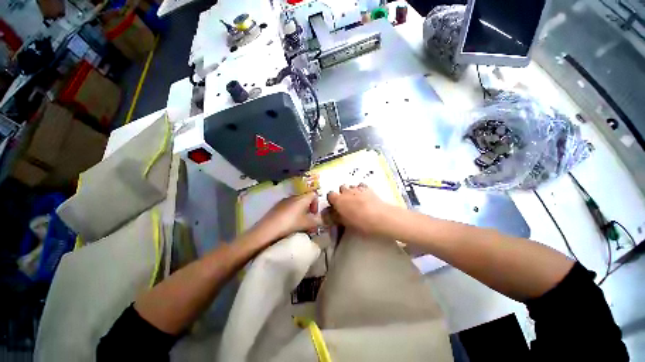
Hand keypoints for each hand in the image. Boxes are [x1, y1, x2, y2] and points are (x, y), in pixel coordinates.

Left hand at [251, 192, 322, 242]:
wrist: (267, 229)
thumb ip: (317, 221)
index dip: (316, 203)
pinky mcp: (276, 206)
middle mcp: (293, 196)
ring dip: (301, 212)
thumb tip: (323, 220)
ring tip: (299, 223)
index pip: (314, 194)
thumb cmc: (290, 224)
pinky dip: (292, 213)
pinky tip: (289, 223)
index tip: (314, 214)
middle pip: (305, 199)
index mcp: (302, 198)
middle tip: (308, 221)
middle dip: (309, 209)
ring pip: (296, 203)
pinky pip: (288, 207)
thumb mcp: (306, 224)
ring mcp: (284, 201)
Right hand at [326, 184, 396, 236]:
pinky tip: (365, 197)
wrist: (380, 217)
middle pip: (341, 187)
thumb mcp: (345, 223)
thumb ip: (336, 217)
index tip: (335, 206)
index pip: (330, 195)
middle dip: (343, 194)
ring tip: (357, 200)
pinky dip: (361, 190)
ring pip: (351, 186)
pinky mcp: (368, 188)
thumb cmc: (360, 222)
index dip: (332, 200)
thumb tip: (329, 215)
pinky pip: (361, 186)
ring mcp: (358, 188)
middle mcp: (346, 191)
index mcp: (338, 200)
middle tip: (347, 203)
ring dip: (352, 191)